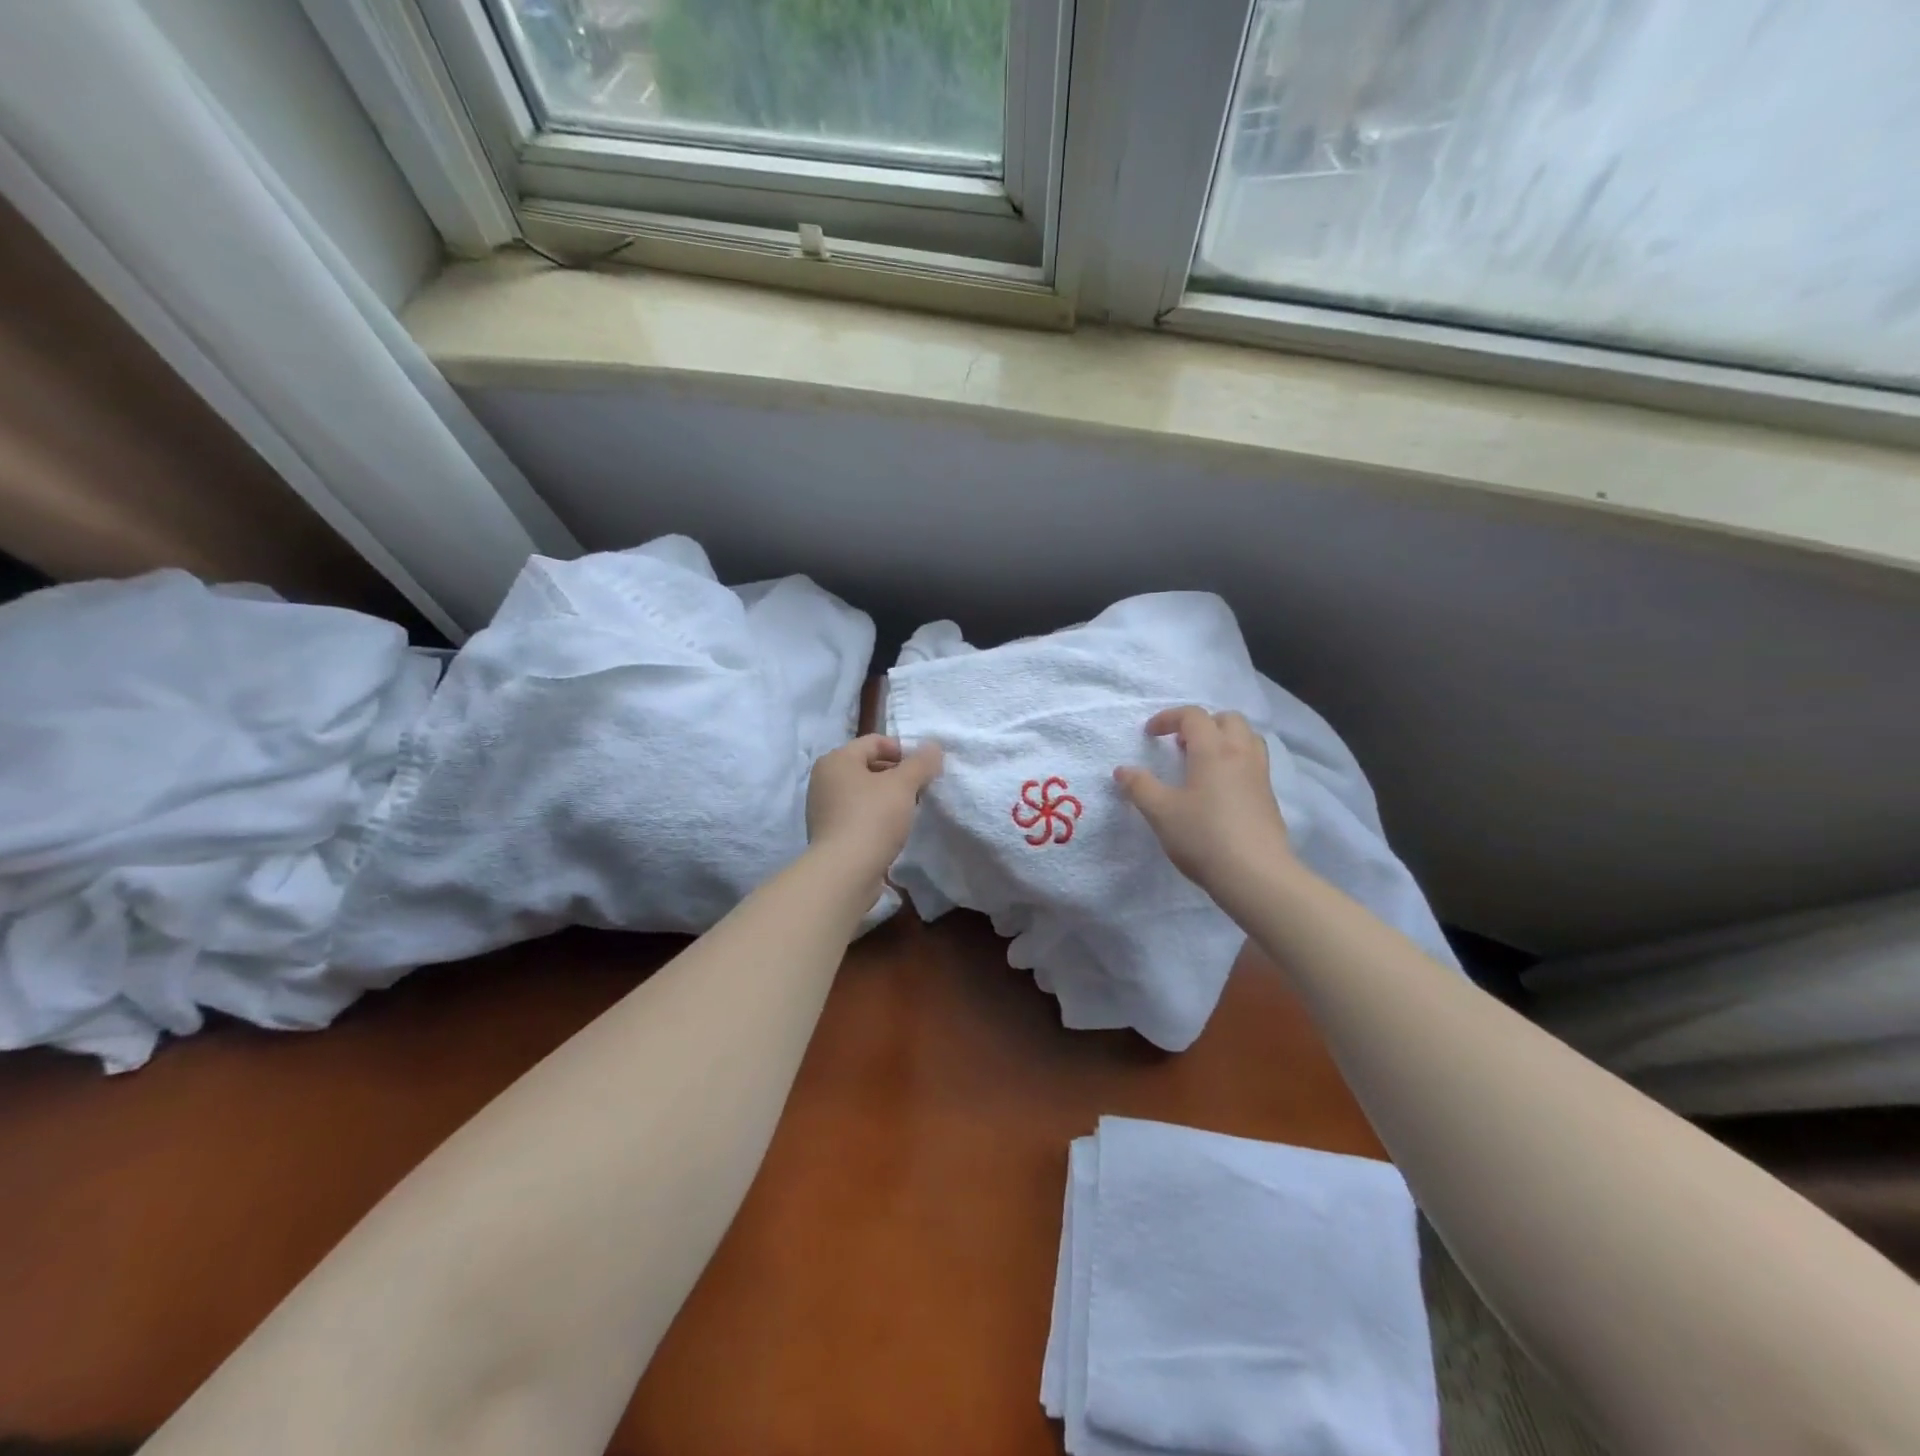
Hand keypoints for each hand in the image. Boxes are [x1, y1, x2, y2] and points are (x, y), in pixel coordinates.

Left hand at [806, 735, 943, 885]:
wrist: (844, 872)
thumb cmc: (872, 818)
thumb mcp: (902, 785)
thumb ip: (921, 763)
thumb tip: (933, 747)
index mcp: (836, 760)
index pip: (875, 742)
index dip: (903, 751)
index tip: (924, 769)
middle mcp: (824, 779)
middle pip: (868, 766)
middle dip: (896, 775)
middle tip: (920, 790)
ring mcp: (823, 808)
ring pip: (863, 792)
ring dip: (887, 797)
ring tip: (908, 811)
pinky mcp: (828, 834)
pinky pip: (857, 814)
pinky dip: (875, 816)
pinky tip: (891, 830)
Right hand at [1114, 707, 1293, 898]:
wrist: (1256, 875)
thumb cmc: (1203, 837)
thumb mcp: (1160, 812)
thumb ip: (1140, 787)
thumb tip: (1123, 770)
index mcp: (1213, 750)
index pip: (1193, 716)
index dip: (1169, 718)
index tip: (1150, 734)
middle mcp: (1241, 754)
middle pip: (1227, 719)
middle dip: (1202, 724)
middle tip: (1180, 745)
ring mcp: (1260, 775)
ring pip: (1247, 738)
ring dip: (1224, 739)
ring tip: (1202, 762)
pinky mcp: (1269, 797)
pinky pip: (1254, 762)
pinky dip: (1236, 761)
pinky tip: (1220, 788)